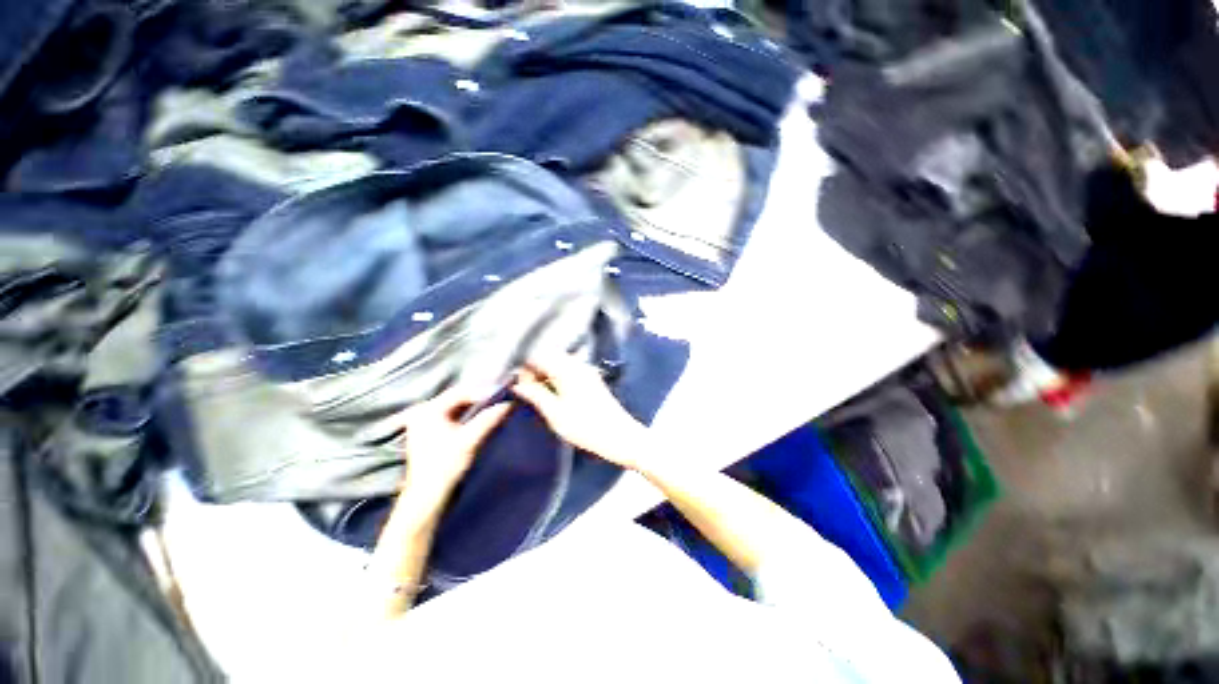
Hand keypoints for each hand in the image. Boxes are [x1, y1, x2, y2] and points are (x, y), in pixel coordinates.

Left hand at [398, 385, 512, 499]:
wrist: (428, 499)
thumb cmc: (446, 466)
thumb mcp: (470, 440)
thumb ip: (490, 418)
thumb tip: (510, 403)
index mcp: (429, 410)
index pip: (461, 392)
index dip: (484, 391)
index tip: (504, 393)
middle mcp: (424, 412)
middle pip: (458, 398)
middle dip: (481, 398)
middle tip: (502, 397)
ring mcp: (426, 423)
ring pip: (457, 407)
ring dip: (477, 407)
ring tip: (497, 405)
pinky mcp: (431, 433)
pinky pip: (454, 417)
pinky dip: (470, 416)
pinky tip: (484, 417)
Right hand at [512, 354, 650, 470]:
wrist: (620, 436)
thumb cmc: (586, 427)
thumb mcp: (555, 414)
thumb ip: (535, 395)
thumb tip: (517, 384)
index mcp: (567, 370)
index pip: (538, 356)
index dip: (524, 368)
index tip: (517, 385)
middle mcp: (578, 365)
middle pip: (549, 357)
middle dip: (534, 369)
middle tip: (526, 390)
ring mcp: (587, 371)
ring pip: (559, 363)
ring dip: (546, 373)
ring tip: (537, 393)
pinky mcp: (592, 379)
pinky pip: (568, 370)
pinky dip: (557, 377)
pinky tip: (553, 393)